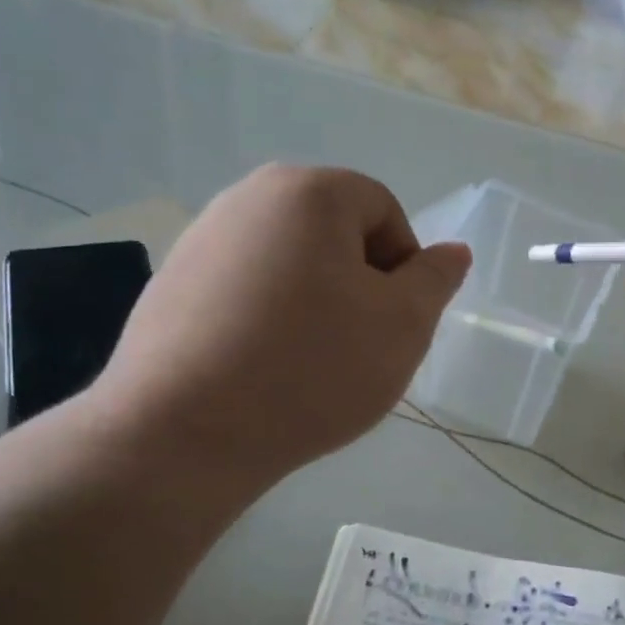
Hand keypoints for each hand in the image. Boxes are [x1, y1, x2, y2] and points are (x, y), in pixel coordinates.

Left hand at [92, 165, 468, 497]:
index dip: (402, 268)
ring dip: (314, 304)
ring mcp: (202, 239)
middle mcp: (248, 196)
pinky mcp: (172, 283)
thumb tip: (453, 252)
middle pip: (334, 233)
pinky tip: (261, 369)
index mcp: (309, 191)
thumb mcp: (402, 327)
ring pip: (290, 264)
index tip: (390, 324)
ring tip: (307, 364)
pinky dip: (267, 319)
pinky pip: (245, 290)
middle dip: (358, 285)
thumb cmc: (311, 369)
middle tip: (356, 346)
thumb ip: (434, 281)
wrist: (184, 432)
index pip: (384, 211)